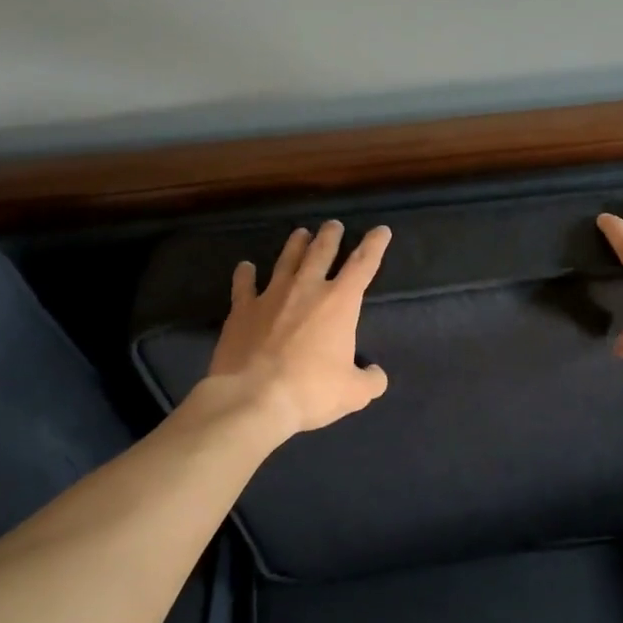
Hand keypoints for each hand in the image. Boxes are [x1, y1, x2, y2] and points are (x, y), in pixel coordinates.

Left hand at [192, 220, 391, 434]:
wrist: (253, 398)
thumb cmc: (311, 390)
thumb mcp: (354, 393)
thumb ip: (370, 380)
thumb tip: (375, 374)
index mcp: (340, 302)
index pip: (363, 264)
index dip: (375, 245)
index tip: (381, 230)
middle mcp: (306, 289)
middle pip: (321, 252)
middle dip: (330, 236)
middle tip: (333, 225)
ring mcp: (271, 296)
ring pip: (286, 260)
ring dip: (295, 245)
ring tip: (301, 233)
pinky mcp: (242, 310)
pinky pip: (244, 285)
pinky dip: (245, 274)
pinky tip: (245, 267)